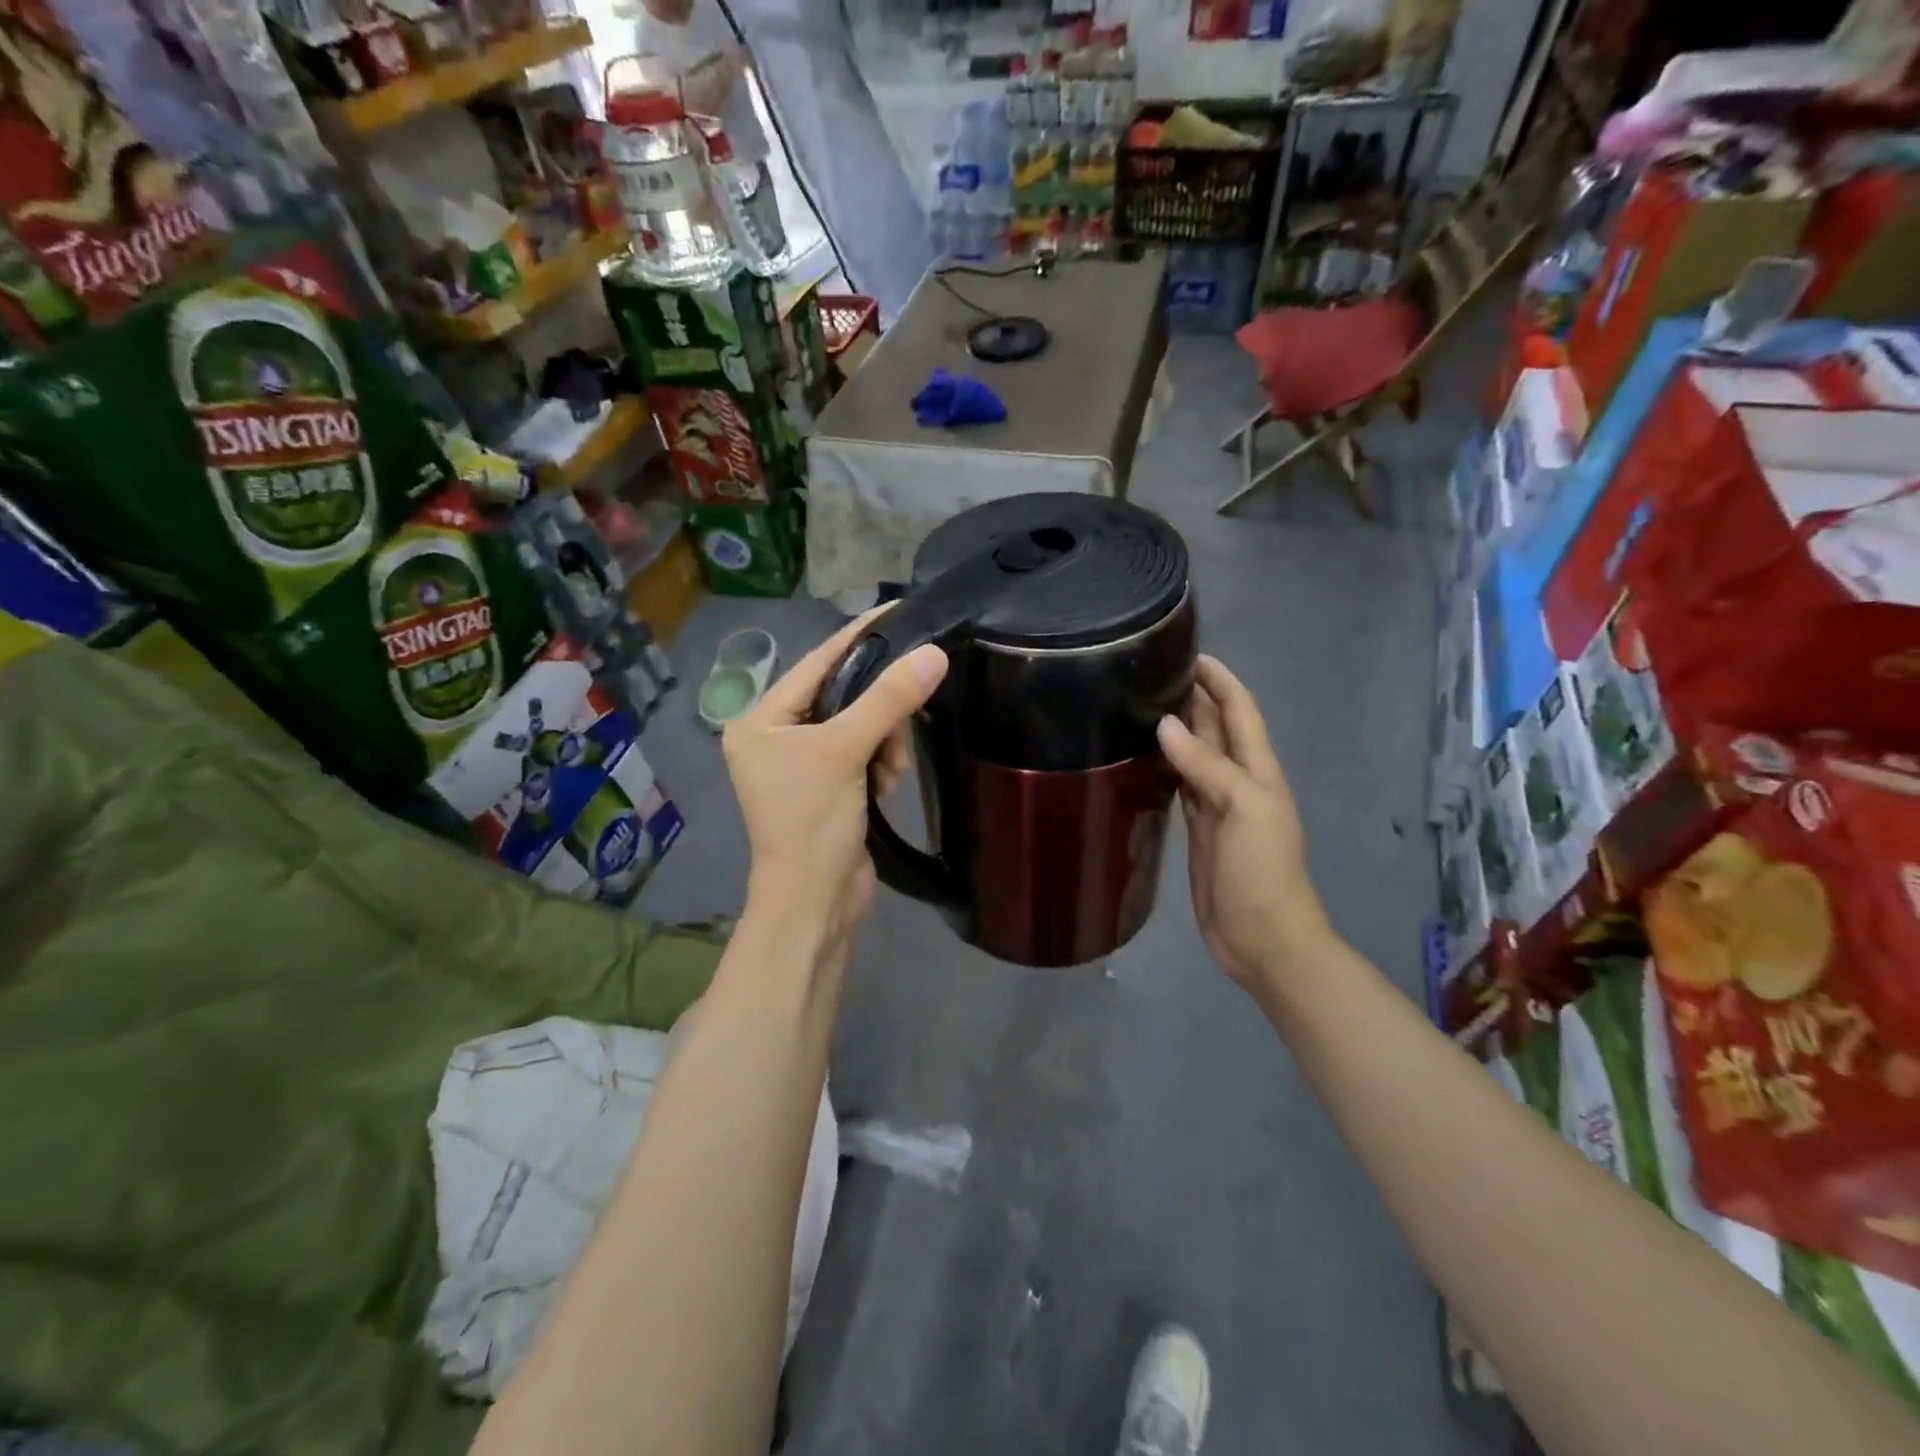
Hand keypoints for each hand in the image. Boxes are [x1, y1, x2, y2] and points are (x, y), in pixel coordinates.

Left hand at [724, 609, 947, 961]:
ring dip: (884, 743)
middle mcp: (775, 735)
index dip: (859, 637)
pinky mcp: (828, 785)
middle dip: (878, 712)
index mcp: (760, 719)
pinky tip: (886, 786)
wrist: (814, 903)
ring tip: (888, 774)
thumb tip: (934, 653)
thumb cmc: (812, 823)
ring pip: (860, 723)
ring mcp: (802, 763)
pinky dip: (881, 762)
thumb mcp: (847, 752)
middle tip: (901, 729)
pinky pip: (864, 751)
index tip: (899, 609)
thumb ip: (889, 700)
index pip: (817, 662)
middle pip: (843, 693)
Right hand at [1157, 656, 1331, 993]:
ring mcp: (1216, 805)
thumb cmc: (1261, 871)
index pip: (1239, 711)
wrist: (1262, 937)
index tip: (1188, 653)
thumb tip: (1165, 724)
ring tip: (1138, 703)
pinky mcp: (1197, 828)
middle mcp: (1237, 780)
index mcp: (1257, 769)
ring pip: (1194, 754)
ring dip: (1175, 728)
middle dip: (1191, 697)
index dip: (1220, 680)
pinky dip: (1164, 764)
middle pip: (1214, 728)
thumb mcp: (1243, 809)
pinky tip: (1141, 755)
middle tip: (1148, 673)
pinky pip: (1179, 784)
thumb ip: (1207, 766)